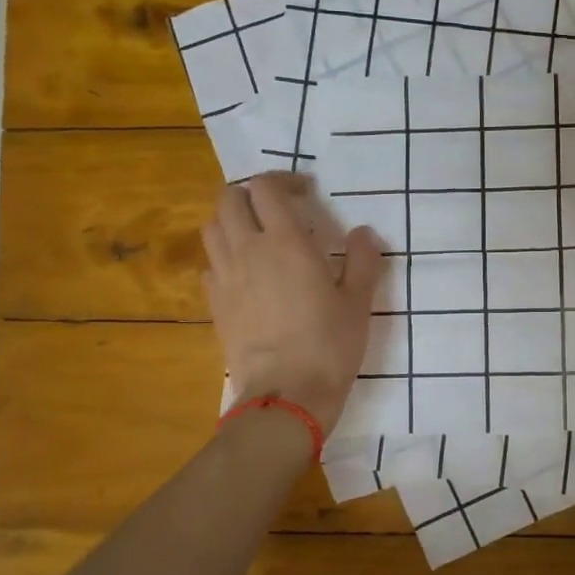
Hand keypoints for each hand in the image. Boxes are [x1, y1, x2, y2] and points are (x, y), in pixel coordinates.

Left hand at [201, 174, 385, 434]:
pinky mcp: (215, 304)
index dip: (283, 180)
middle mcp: (248, 250)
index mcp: (285, 242)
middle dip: (250, 194)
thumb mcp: (359, 301)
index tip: (305, 192)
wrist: (286, 394)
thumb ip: (363, 260)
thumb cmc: (329, 344)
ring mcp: (226, 277)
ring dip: (232, 220)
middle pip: (228, 199)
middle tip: (277, 208)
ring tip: (257, 235)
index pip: (266, 188)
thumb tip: (363, 233)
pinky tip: (246, 273)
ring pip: (212, 228)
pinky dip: (224, 257)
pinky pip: (210, 264)